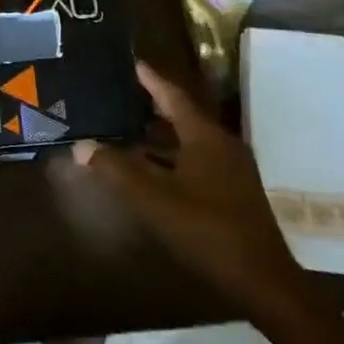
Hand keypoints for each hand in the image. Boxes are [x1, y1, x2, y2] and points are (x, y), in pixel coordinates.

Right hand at [75, 62, 314, 325]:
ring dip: (158, 134)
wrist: (262, 281)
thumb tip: (82, 147)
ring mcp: (230, 168)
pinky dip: (170, 156)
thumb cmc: (208, 231)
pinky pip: (194, 159)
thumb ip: (117, 171)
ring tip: (126, 126)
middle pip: (181, 115)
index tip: (131, 62)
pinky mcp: (231, 190)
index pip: (173, 95)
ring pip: (188, 140)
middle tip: (120, 92)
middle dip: (151, 104)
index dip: (150, 79)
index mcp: (205, 137)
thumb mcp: (155, 200)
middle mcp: (220, 144)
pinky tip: (149, 166)